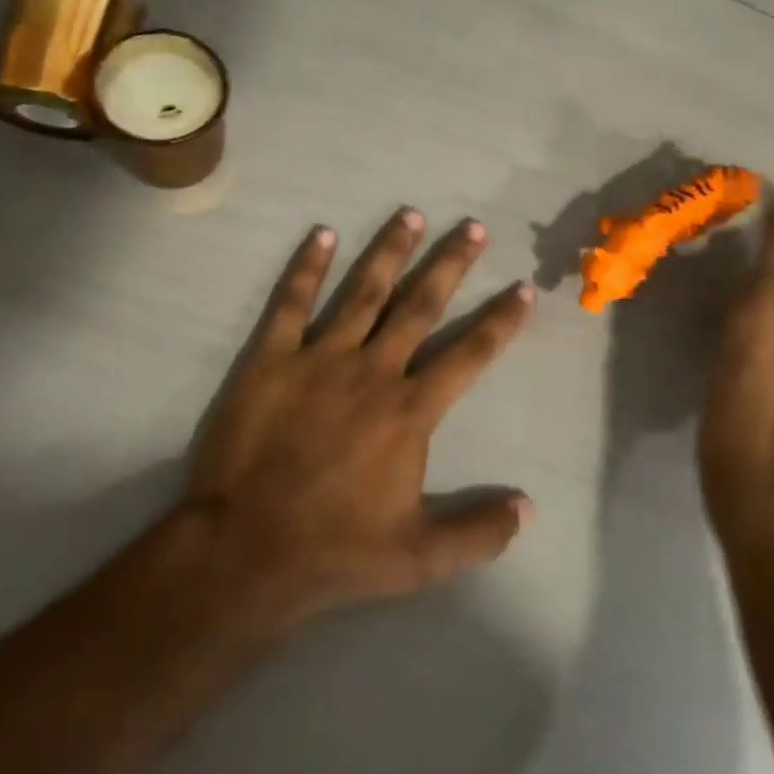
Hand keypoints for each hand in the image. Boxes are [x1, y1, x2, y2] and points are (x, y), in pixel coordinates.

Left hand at [166, 210, 535, 633]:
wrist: (244, 552)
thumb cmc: (335, 552)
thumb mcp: (419, 558)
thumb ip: (479, 531)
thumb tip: (530, 509)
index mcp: (409, 411)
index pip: (469, 355)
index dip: (499, 322)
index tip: (522, 289)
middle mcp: (372, 371)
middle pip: (420, 306)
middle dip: (450, 264)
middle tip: (473, 227)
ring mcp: (319, 359)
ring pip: (363, 292)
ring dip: (389, 251)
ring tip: (411, 214)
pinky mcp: (271, 360)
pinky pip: (292, 303)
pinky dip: (307, 267)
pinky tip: (321, 233)